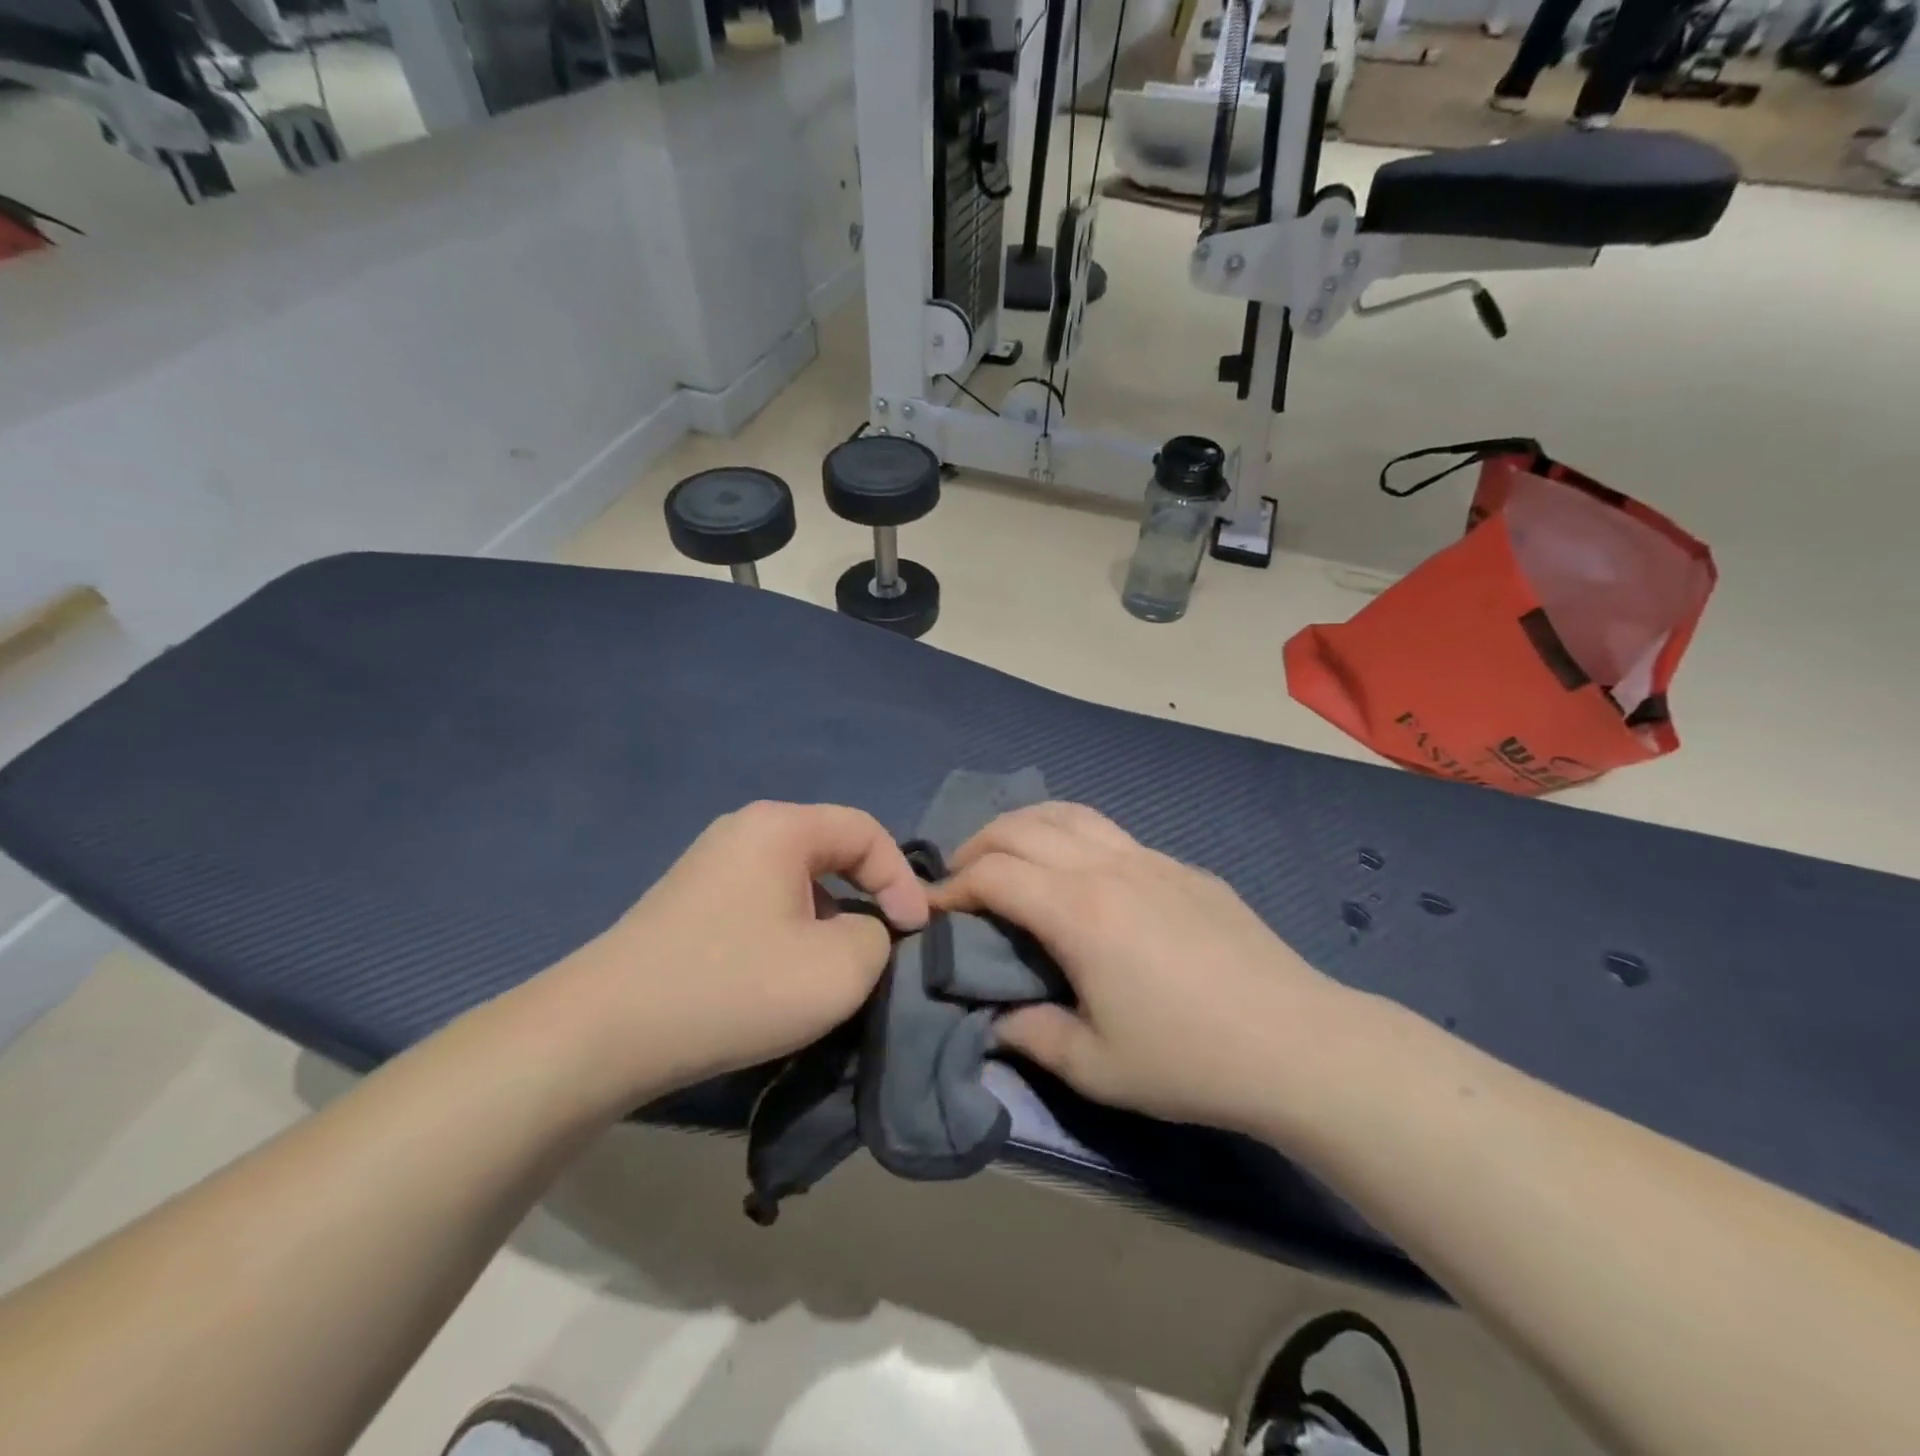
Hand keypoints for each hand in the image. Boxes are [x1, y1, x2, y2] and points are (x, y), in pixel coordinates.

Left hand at [556, 802, 928, 1103]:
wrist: (602, 1034)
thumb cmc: (733, 987)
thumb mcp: (839, 968)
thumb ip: (877, 937)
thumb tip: (864, 931)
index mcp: (780, 827)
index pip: (866, 831)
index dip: (903, 880)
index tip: (915, 933)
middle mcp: (743, 831)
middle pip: (831, 851)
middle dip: (867, 896)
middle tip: (882, 945)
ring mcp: (709, 865)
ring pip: (796, 881)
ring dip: (828, 919)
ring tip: (833, 968)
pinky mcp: (688, 903)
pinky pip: (762, 903)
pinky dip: (790, 931)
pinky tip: (781, 976)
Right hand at [932, 802, 1346, 1135]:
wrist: (1297, 1043)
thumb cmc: (1189, 1059)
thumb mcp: (1096, 1066)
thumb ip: (1031, 1036)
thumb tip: (995, 1021)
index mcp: (1078, 911)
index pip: (993, 873)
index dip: (952, 886)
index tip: (933, 910)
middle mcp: (1108, 867)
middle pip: (1023, 828)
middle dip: (977, 845)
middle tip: (959, 879)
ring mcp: (1150, 858)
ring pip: (1069, 813)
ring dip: (1024, 825)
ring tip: (1006, 854)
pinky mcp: (1182, 867)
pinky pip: (1110, 832)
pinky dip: (1071, 836)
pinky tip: (1078, 874)